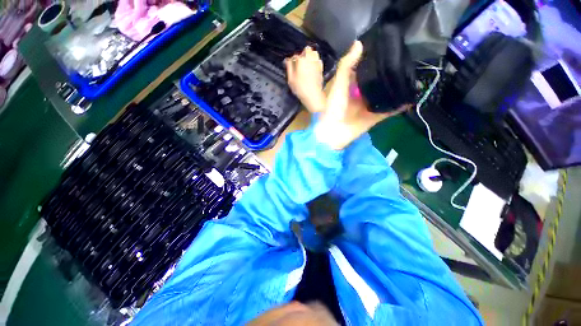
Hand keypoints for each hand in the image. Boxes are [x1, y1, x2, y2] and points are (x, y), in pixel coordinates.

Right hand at [285, 47, 325, 112]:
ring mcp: (317, 63)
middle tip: (299, 63)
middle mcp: (311, 58)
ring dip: (310, 56)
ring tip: (306, 64)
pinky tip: (312, 68)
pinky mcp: (321, 69)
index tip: (291, 65)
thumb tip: (288, 59)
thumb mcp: (291, 79)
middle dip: (303, 54)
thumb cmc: (300, 88)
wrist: (313, 96)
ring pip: (314, 54)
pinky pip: (318, 61)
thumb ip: (289, 67)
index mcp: (302, 60)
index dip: (292, 60)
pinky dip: (315, 62)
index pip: (295, 55)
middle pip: (307, 50)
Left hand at [315, 41, 409, 149]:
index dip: (373, 62)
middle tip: (406, 62)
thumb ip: (347, 66)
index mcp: (349, 88)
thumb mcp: (338, 84)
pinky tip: (411, 99)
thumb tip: (359, 43)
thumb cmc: (332, 108)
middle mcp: (359, 97)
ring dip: (394, 90)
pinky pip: (387, 112)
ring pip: (382, 97)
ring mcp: (366, 108)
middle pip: (375, 84)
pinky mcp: (372, 119)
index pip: (363, 72)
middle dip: (387, 76)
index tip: (388, 49)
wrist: (332, 133)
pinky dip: (397, 107)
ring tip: (412, 77)